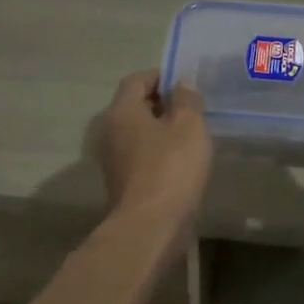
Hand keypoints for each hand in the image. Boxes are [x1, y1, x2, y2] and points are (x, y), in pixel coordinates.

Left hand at [96, 70, 211, 250]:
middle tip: (192, 108)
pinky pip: (141, 156)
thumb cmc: (171, 169)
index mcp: (122, 111)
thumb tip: (182, 83)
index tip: (185, 82)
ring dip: (161, 130)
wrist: (150, 227)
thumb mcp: (189, 127)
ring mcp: (113, 160)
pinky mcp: (123, 183)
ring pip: (138, 133)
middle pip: (135, 107)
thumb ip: (187, 100)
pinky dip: (158, 153)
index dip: (161, 76)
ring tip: (191, 135)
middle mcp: (110, 131)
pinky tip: (182, 162)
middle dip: (162, 103)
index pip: (137, 80)